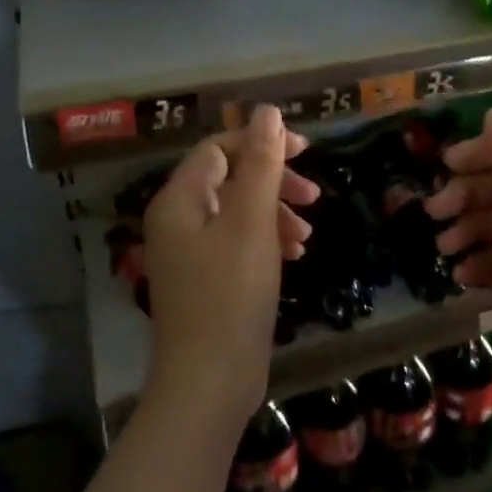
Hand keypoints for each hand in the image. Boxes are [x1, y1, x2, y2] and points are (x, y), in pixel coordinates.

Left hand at [142, 106, 317, 426]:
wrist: (210, 379)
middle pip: (230, 179)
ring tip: (307, 236)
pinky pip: (239, 243)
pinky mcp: (207, 280)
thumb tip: (267, 112)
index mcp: (180, 200)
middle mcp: (178, 221)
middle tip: (313, 196)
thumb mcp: (252, 222)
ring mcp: (191, 253)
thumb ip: (260, 163)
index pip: (219, 148)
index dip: (262, 142)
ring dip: (276, 214)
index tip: (307, 152)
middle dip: (274, 181)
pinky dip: (268, 241)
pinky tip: (295, 257)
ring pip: (239, 213)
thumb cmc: (231, 293)